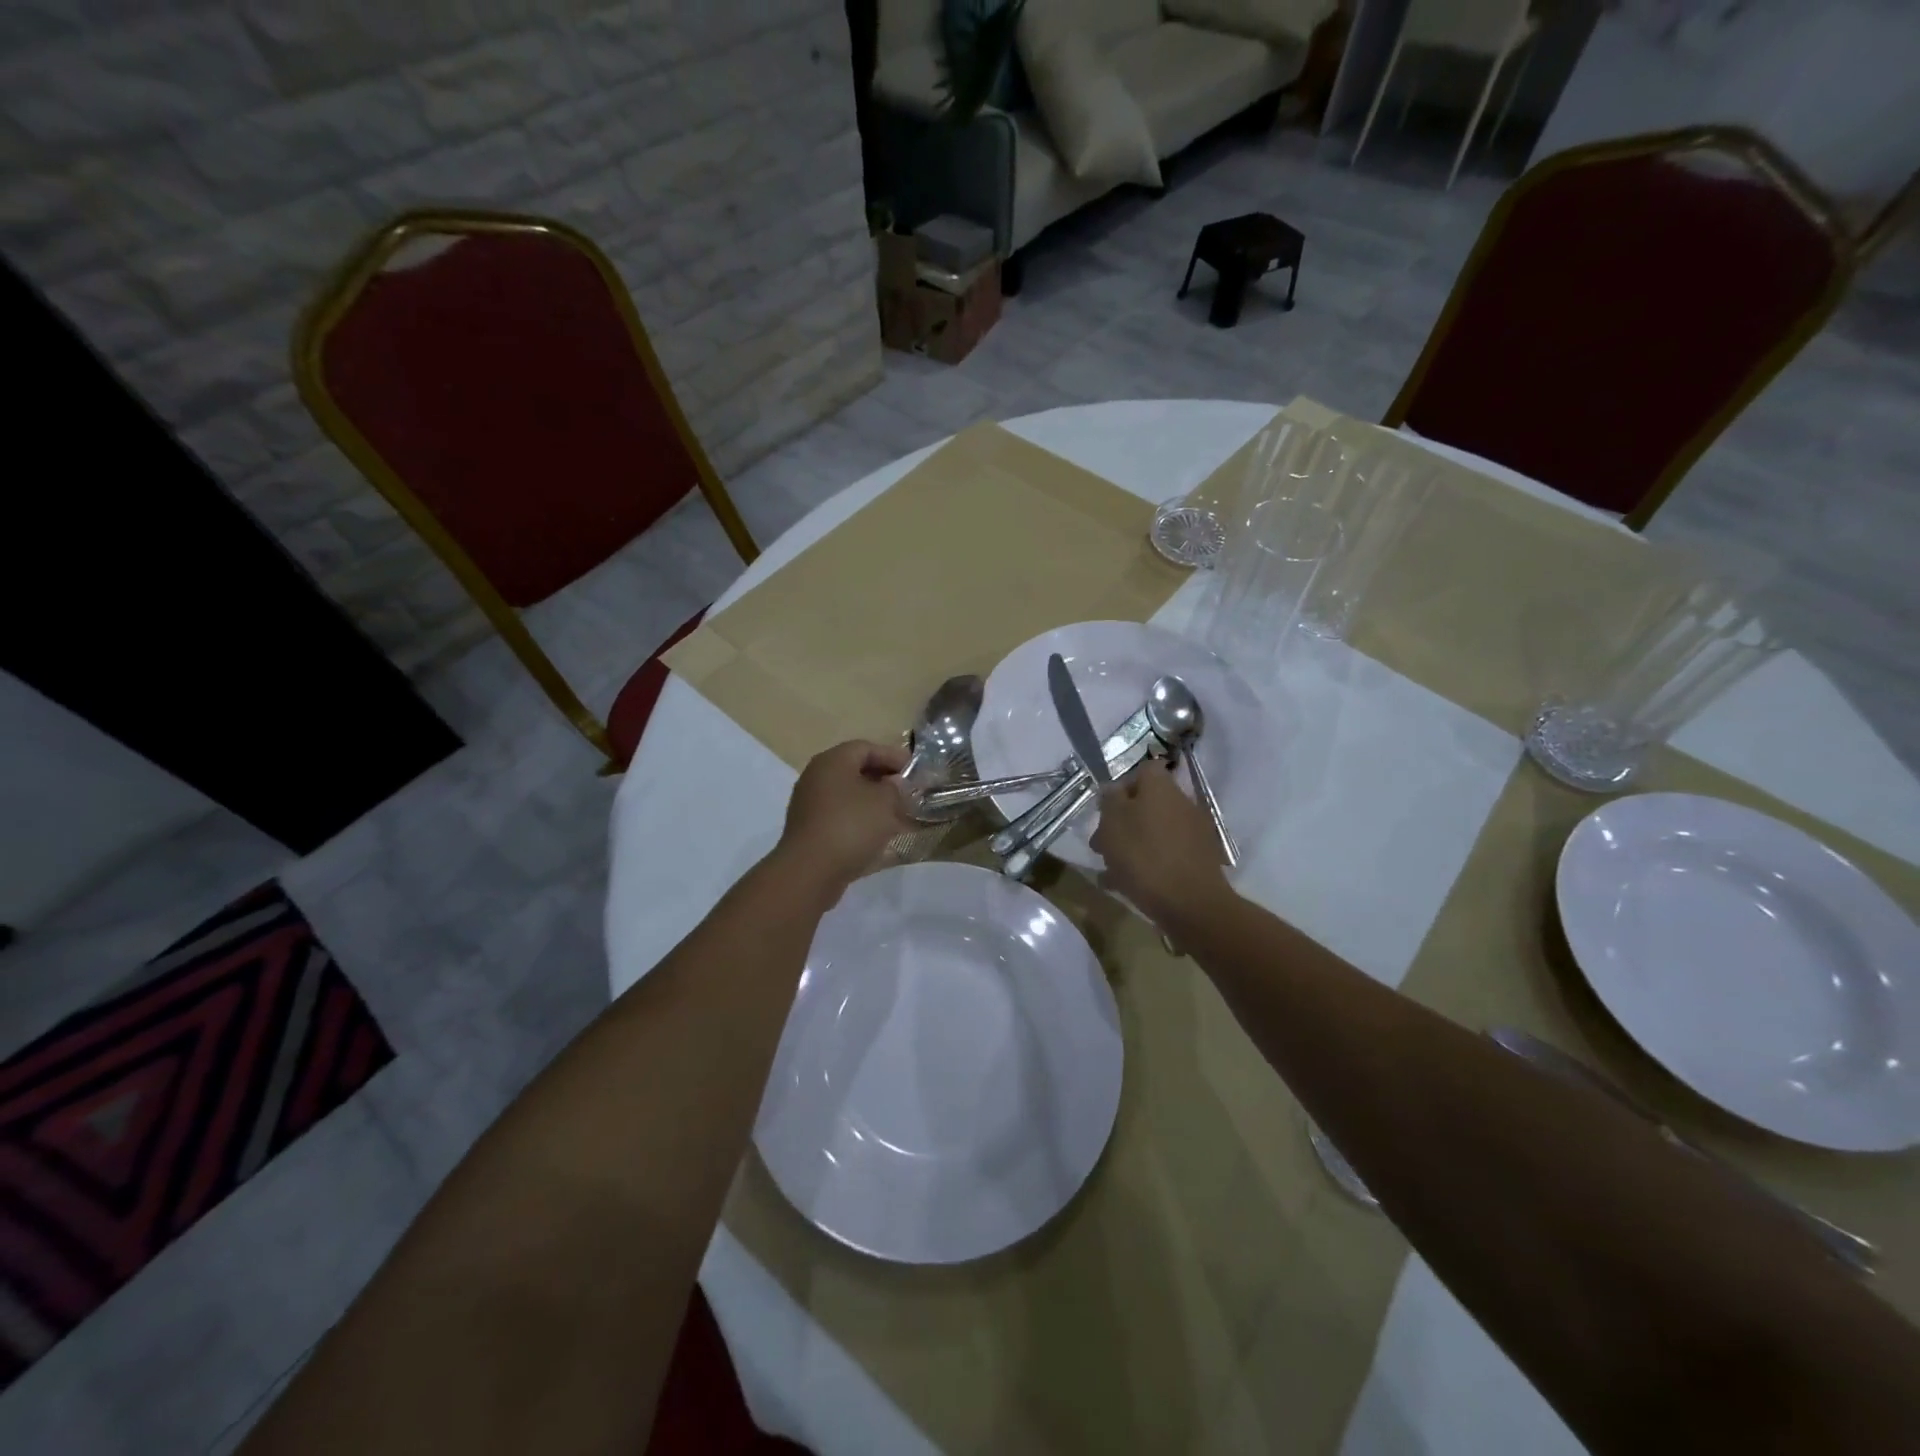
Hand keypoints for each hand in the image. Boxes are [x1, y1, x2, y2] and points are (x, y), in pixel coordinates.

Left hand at [774, 739, 913, 899]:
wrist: (810, 871)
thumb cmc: (851, 826)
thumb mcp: (885, 801)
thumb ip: (895, 787)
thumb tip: (893, 784)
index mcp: (833, 761)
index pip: (866, 747)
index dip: (893, 756)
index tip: (914, 771)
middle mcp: (816, 776)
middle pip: (855, 770)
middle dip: (883, 779)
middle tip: (907, 792)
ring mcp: (809, 804)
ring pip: (848, 795)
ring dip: (873, 802)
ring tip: (897, 814)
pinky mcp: (810, 829)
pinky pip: (840, 815)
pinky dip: (860, 819)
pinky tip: (877, 834)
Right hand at [1091, 762, 1231, 930]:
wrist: (1191, 903)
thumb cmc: (1144, 856)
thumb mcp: (1112, 823)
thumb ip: (1109, 800)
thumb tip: (1113, 789)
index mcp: (1161, 787)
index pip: (1143, 770)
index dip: (1123, 786)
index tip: (1106, 810)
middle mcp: (1182, 803)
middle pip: (1148, 803)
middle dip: (1123, 822)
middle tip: (1102, 845)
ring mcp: (1195, 832)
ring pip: (1155, 831)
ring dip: (1133, 845)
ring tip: (1110, 870)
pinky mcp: (1200, 859)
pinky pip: (1166, 854)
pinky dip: (1149, 864)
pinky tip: (1128, 885)